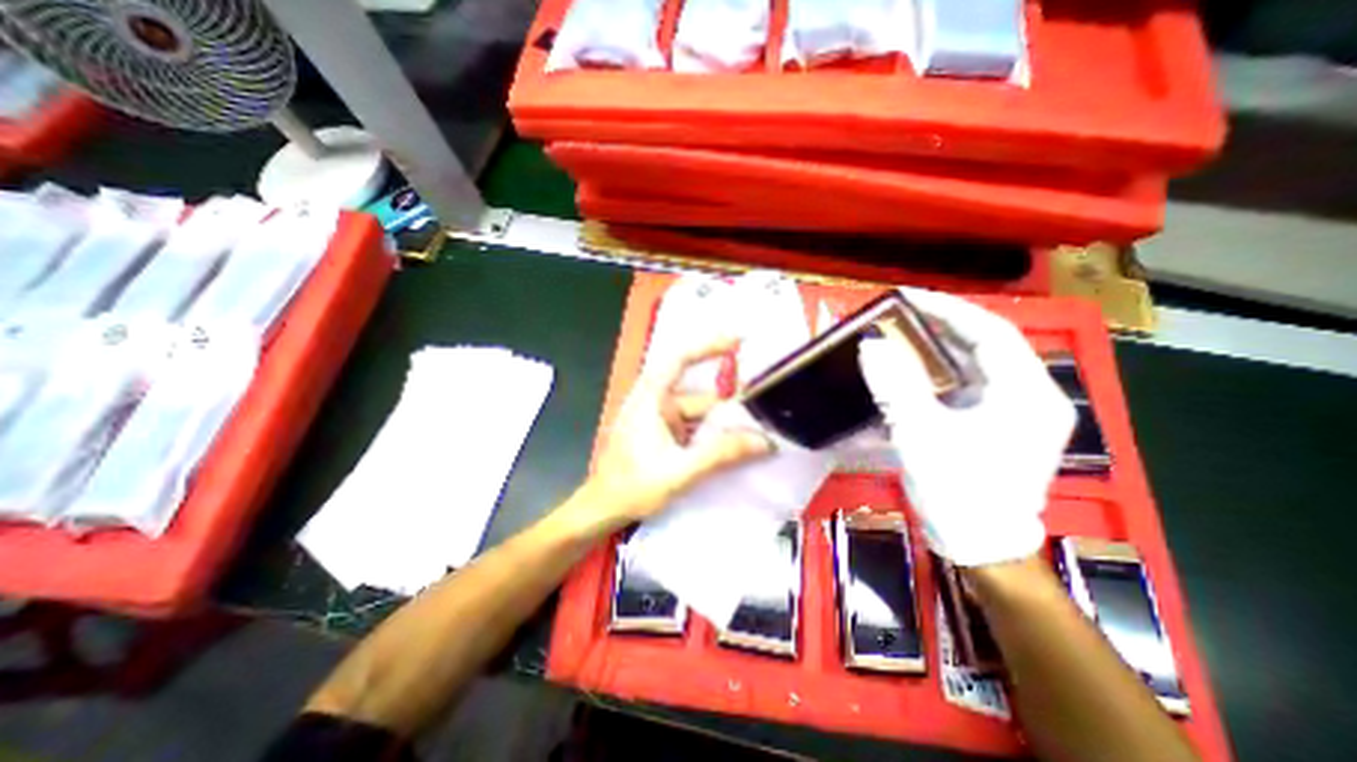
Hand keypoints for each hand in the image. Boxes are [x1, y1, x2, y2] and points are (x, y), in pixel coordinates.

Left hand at [583, 338, 772, 528]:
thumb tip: (764, 441)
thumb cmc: (632, 486)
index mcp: (651, 399)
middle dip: (729, 401)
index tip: (738, 342)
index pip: (680, 359)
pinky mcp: (662, 433)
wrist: (602, 509)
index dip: (708, 346)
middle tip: (763, 407)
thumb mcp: (680, 471)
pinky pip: (693, 426)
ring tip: (756, 432)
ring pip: (698, 413)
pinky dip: (711, 433)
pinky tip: (732, 445)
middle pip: (698, 393)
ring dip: (722, 422)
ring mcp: (658, 418)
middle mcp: (655, 401)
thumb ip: (721, 454)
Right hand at [863, 288, 1075, 562]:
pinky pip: (963, 387)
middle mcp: (1028, 396)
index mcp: (1026, 394)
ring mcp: (1012, 412)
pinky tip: (907, 373)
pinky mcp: (994, 425)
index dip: (948, 309)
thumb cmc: (958, 491)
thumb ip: (895, 386)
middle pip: (982, 346)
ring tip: (896, 337)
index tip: (907, 298)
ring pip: (971, 366)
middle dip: (938, 327)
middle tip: (896, 315)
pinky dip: (933, 375)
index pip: (990, 332)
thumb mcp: (921, 435)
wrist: (979, 545)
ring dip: (933, 350)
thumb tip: (870, 344)